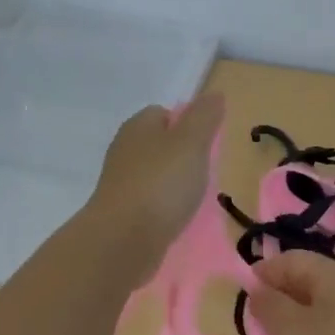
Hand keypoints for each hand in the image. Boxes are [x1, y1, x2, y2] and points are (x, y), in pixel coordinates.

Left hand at [85, 93, 225, 277]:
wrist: (122, 240)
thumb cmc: (160, 184)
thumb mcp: (191, 143)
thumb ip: (204, 117)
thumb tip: (214, 94)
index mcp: (138, 126)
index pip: (164, 113)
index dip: (188, 124)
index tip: (207, 144)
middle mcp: (124, 150)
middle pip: (159, 144)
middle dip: (182, 157)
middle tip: (204, 173)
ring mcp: (120, 182)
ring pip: (154, 174)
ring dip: (173, 184)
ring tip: (193, 199)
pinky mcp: (121, 212)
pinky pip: (149, 202)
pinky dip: (163, 208)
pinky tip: (176, 219)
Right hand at [251, 250, 334, 334]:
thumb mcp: (291, 331)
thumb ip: (269, 305)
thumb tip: (257, 289)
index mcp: (333, 274)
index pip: (290, 259)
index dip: (263, 273)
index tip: (242, 299)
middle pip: (305, 281)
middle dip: (278, 299)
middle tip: (257, 327)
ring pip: (318, 308)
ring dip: (294, 323)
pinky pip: (332, 330)